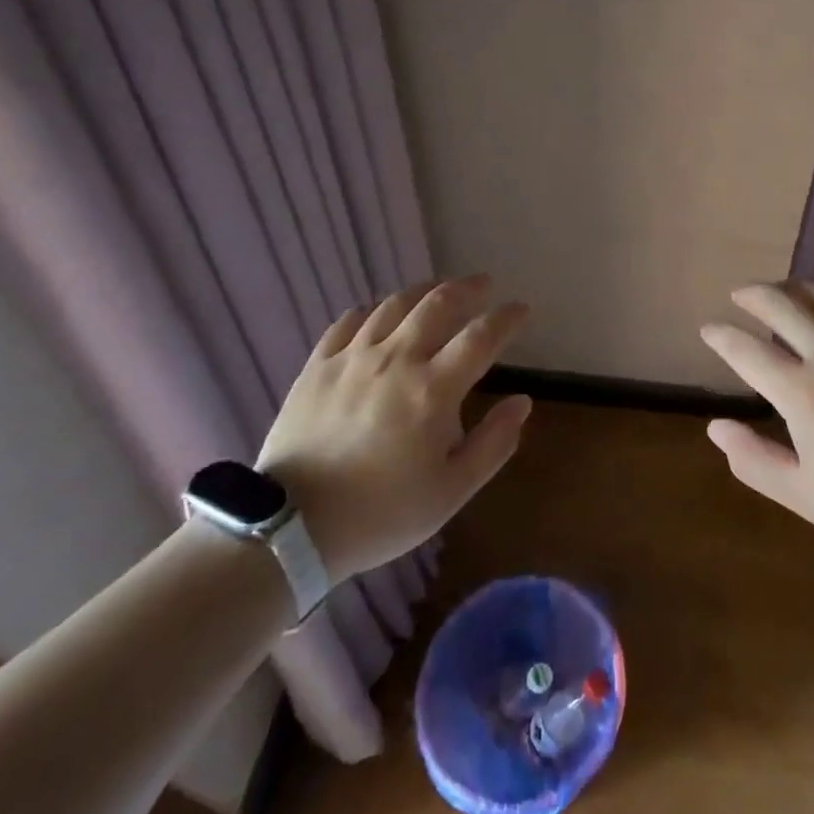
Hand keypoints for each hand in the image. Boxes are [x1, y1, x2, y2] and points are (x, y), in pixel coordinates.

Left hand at [256, 276, 531, 581]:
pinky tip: (379, 315)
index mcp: (433, 389)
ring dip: (424, 290)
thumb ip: (494, 443)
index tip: (521, 309)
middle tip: (484, 285)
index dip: (507, 318)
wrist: (291, 529)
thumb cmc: (381, 513)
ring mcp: (352, 357)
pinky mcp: (318, 365)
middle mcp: (396, 359)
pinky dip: (372, 311)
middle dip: (468, 288)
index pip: (481, 337)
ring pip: (394, 304)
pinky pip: (349, 321)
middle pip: (438, 304)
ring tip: (439, 290)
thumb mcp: (451, 491)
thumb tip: (523, 401)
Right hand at [699, 282, 813, 563]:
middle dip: (752, 295)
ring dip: (794, 288)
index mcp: (804, 392)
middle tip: (739, 295)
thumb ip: (756, 461)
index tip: (708, 328)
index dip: (721, 336)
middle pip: (781, 305)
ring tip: (782, 291)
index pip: (747, 351)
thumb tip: (716, 427)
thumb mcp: (808, 497)